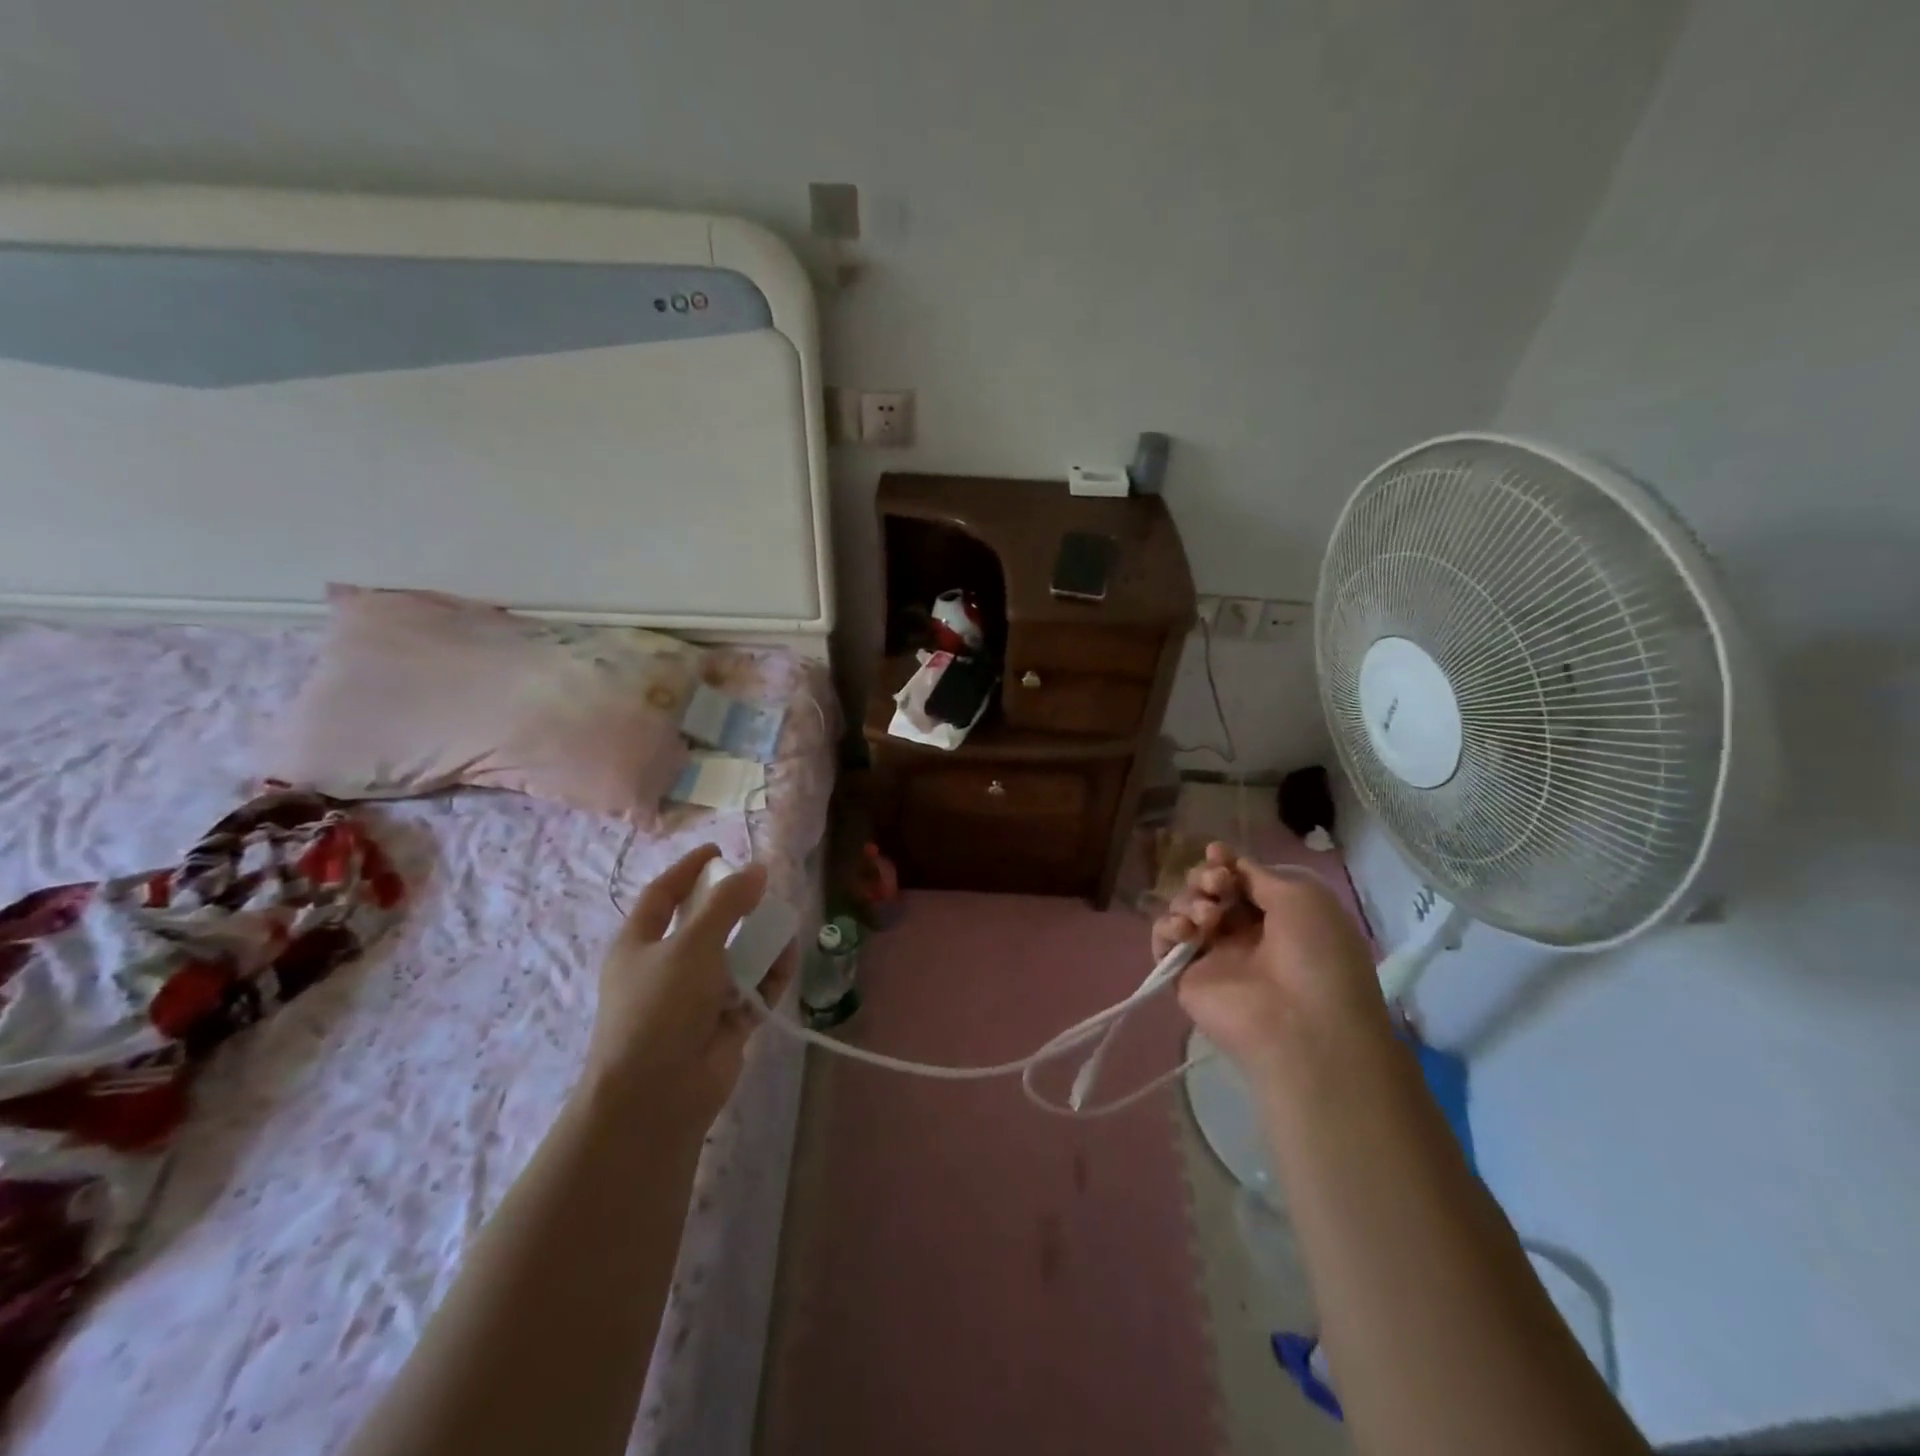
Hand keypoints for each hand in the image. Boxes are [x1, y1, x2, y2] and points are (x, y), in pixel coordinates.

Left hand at [583, 844, 797, 1120]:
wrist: (657, 1096)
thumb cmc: (661, 1007)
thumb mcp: (692, 944)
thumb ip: (728, 903)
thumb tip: (758, 868)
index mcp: (640, 945)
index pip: (663, 895)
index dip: (689, 870)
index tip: (719, 851)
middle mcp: (666, 968)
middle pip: (704, 925)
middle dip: (734, 907)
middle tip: (764, 889)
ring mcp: (696, 999)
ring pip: (734, 957)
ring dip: (758, 941)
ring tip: (784, 923)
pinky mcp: (723, 1025)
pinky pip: (752, 989)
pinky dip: (770, 974)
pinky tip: (788, 957)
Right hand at [1152, 842, 1388, 1088]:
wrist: (1303, 1025)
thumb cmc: (1316, 956)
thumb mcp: (1303, 898)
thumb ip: (1259, 875)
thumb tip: (1232, 866)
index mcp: (1276, 914)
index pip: (1238, 878)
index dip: (1224, 861)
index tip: (1217, 853)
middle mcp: (1242, 932)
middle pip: (1207, 889)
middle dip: (1206, 877)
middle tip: (1218, 885)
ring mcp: (1213, 954)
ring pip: (1184, 909)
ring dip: (1190, 900)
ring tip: (1208, 916)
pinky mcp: (1185, 976)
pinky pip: (1164, 940)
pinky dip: (1167, 927)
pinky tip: (1186, 931)